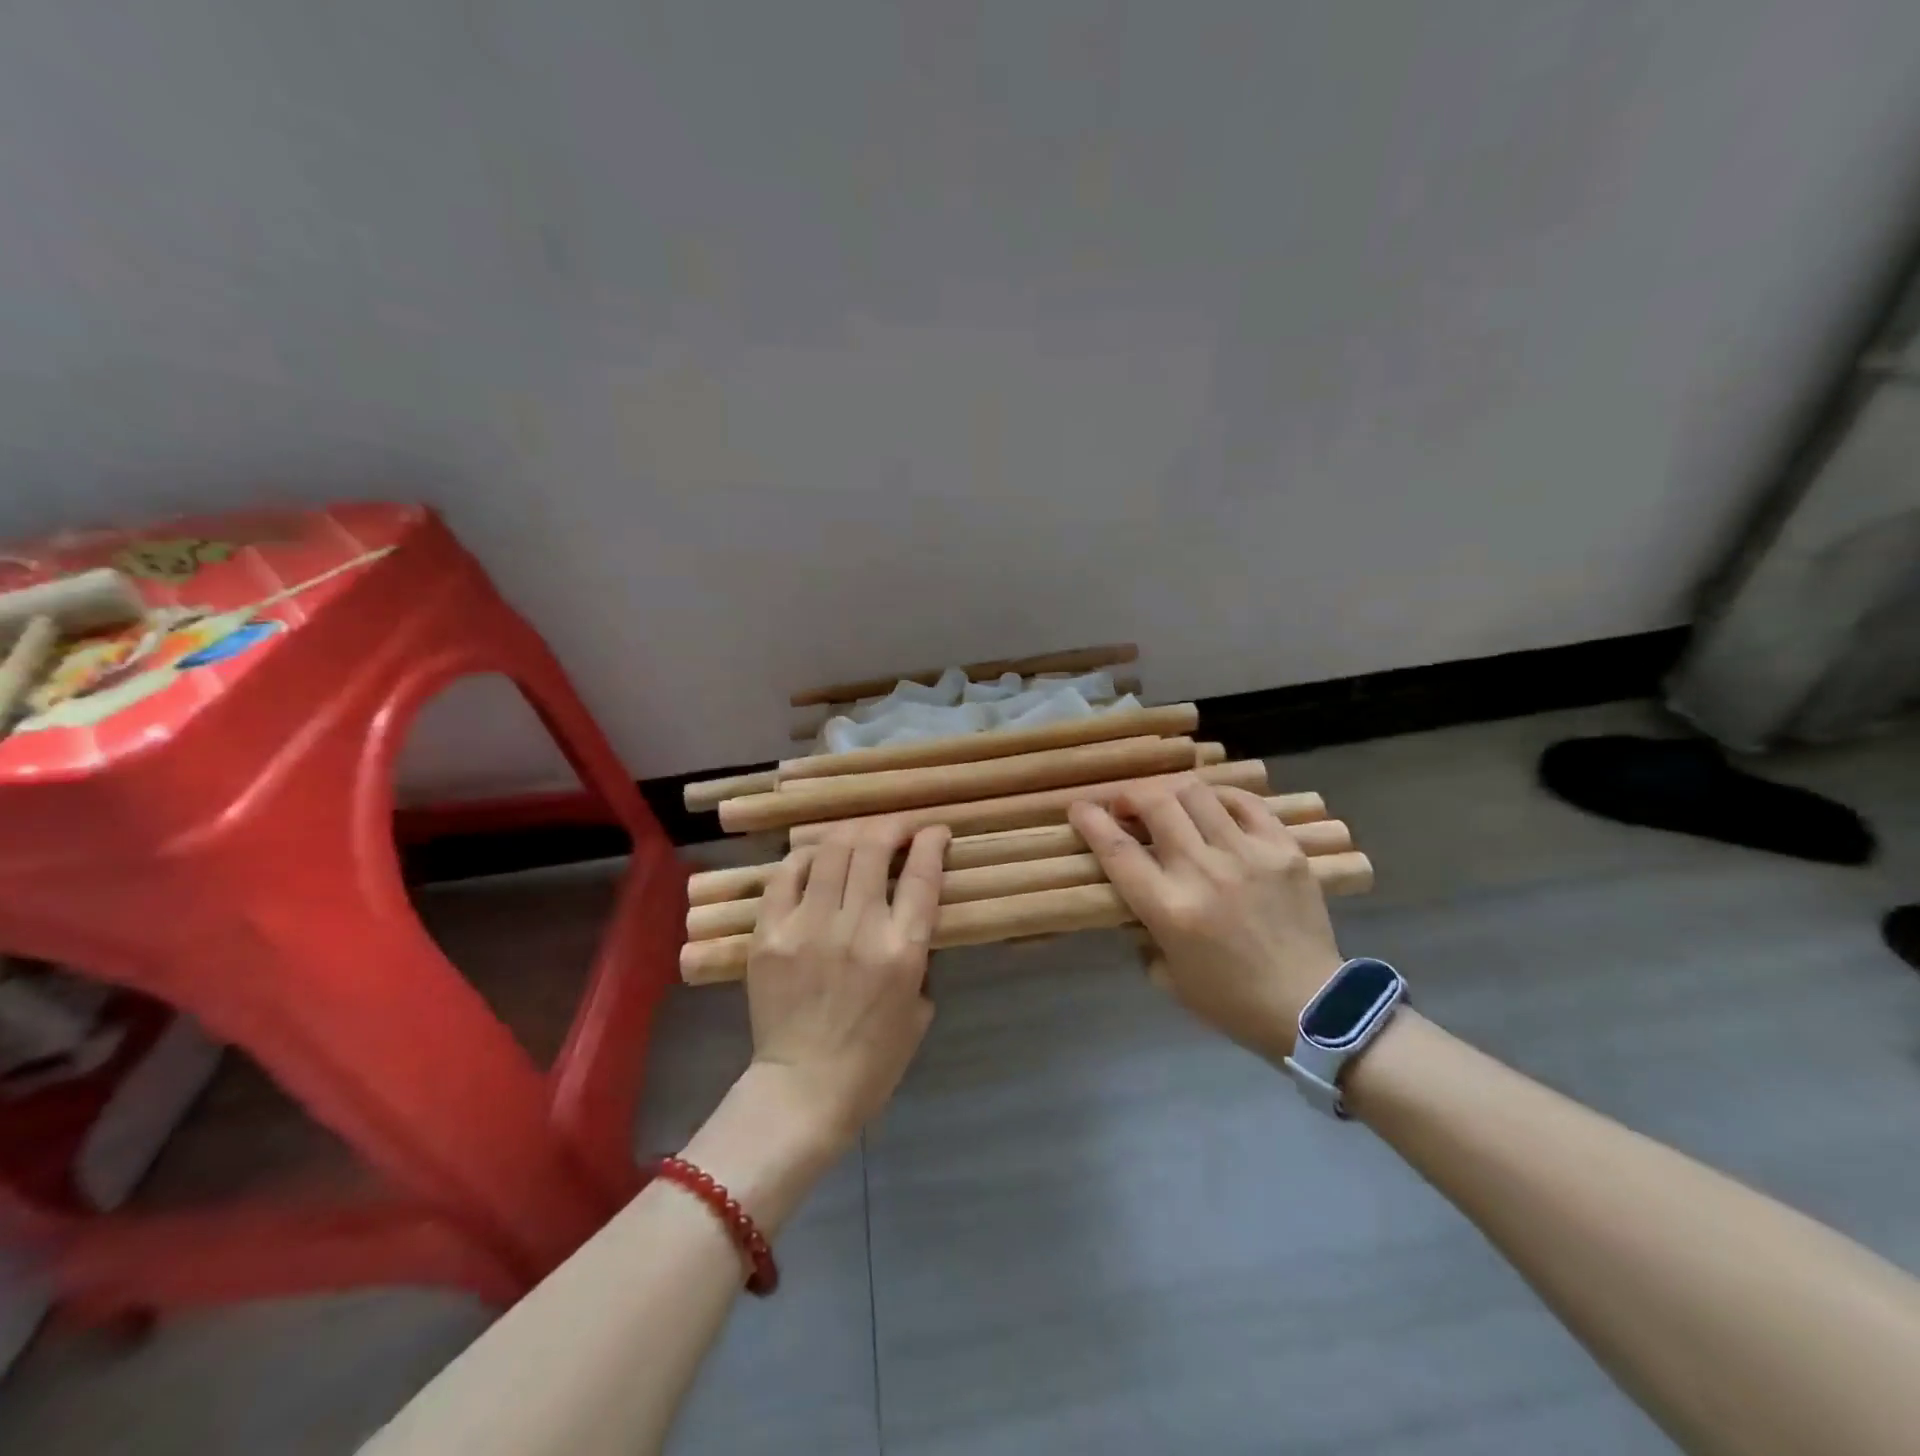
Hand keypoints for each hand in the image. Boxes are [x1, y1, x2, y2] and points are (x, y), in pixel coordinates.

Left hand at [743, 821, 949, 1150]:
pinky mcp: (770, 934)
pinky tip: (816, 859)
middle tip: (899, 829)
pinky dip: (805, 858)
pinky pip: (785, 875)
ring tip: (860, 836)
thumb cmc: (874, 1057)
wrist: (805, 1089)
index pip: (922, 873)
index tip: (936, 832)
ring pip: (831, 850)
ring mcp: (808, 927)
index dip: (932, 841)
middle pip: (874, 847)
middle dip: (893, 826)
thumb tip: (907, 913)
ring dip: (852, 833)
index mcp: (902, 950)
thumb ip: (917, 953)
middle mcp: (857, 928)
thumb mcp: (919, 1005)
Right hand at [1069, 781, 1342, 1063]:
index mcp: (1170, 909)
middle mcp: (1205, 872)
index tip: (1078, 808)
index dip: (1091, 821)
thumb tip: (1135, 899)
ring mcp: (1248, 855)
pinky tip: (1213, 807)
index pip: (1118, 850)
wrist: (1312, 1008)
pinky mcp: (1284, 849)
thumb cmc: (1230, 1001)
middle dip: (1130, 796)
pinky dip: (1221, 797)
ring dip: (1171, 793)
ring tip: (1168, 804)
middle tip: (1126, 808)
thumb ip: (1143, 931)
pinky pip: (1246, 802)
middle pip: (1156, 805)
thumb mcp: (1167, 975)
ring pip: (1197, 793)